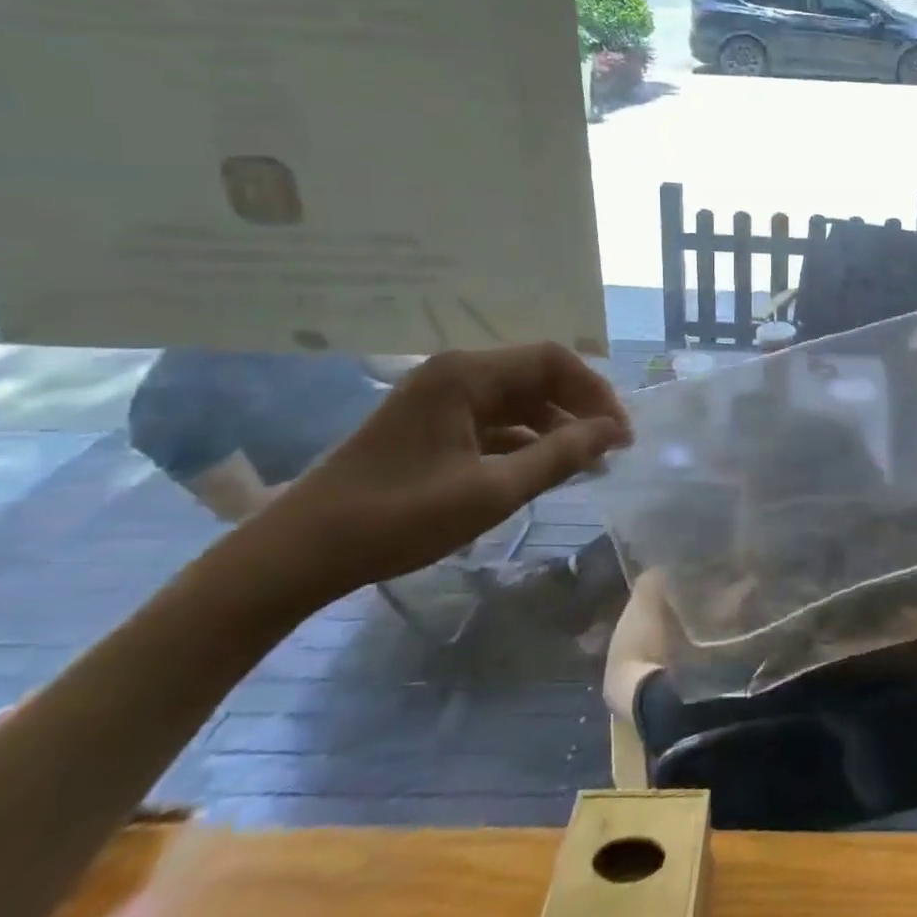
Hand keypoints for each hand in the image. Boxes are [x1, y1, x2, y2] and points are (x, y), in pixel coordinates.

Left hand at [247, 344, 631, 597]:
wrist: (296, 555)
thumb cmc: (397, 518)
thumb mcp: (490, 491)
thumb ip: (558, 456)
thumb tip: (612, 431)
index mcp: (466, 375)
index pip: (553, 361)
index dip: (596, 392)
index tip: (620, 434)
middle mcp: (454, 373)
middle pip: (536, 376)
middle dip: (578, 408)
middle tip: (609, 449)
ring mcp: (438, 398)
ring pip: (516, 399)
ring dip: (554, 425)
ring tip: (584, 463)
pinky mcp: (429, 424)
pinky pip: (492, 419)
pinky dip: (523, 439)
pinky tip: (541, 468)